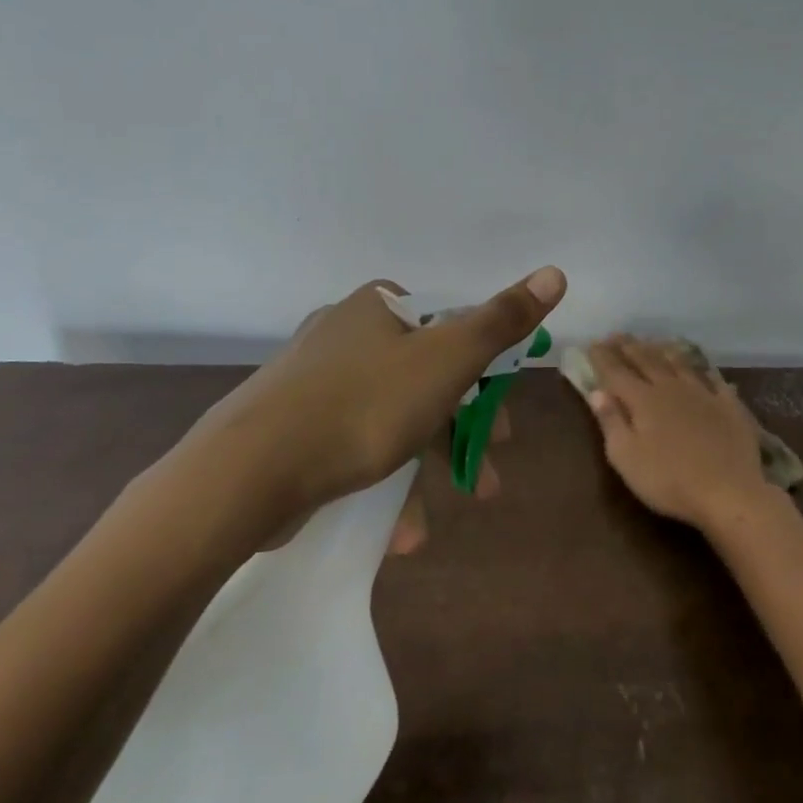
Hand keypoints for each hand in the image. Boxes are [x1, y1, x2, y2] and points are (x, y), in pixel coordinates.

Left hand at [178, 267, 566, 541]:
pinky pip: (353, 445)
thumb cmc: (363, 405)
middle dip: (460, 432)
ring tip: (442, 515)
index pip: (449, 328)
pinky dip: (381, 480)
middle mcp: (344, 333)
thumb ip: (502, 321)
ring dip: (423, 468)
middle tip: (486, 473)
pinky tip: (397, 529)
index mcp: (378, 308)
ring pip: (390, 419)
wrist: (247, 471)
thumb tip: (555, 272)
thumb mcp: (448, 360)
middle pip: (424, 378)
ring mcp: (313, 381)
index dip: (483, 374)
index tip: (500, 420)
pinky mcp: (291, 426)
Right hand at [582, 336, 774, 532]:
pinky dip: (704, 371)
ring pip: (679, 364)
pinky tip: (703, 369)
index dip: (603, 357)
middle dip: (629, 347)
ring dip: (663, 350)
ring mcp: (703, 394)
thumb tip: (597, 392)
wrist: (729, 492)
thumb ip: (611, 421)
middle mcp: (671, 388)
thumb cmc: (668, 480)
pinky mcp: (729, 406)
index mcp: (643, 400)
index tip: (593, 343)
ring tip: (653, 342)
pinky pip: (715, 380)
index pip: (617, 372)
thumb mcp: (626, 458)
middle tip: (617, 335)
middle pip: (647, 361)